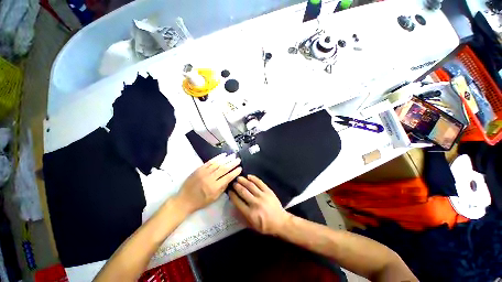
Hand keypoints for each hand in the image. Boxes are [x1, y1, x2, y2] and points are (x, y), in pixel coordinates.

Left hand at [176, 154, 241, 212]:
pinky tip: (223, 155)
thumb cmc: (200, 201)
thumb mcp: (214, 198)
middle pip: (224, 169)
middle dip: (232, 163)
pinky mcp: (199, 169)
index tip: (240, 168)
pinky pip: (209, 162)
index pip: (227, 177)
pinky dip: (217, 158)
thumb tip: (230, 178)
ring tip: (233, 155)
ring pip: (217, 164)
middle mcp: (210, 179)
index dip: (235, 172)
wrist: (184, 200)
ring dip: (226, 159)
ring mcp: (204, 173)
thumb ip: (223, 188)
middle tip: (238, 159)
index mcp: (214, 188)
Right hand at [229, 175, 290, 235]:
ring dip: (243, 181)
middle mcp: (255, 203)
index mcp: (250, 213)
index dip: (232, 195)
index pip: (238, 202)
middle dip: (237, 186)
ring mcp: (262, 196)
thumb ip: (242, 217)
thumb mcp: (252, 226)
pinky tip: (249, 176)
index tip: (229, 191)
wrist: (280, 221)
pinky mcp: (268, 191)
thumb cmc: (265, 225)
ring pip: (250, 186)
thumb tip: (233, 209)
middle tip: (233, 183)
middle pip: (243, 192)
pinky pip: (260, 183)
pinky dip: (254, 178)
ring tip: (239, 178)